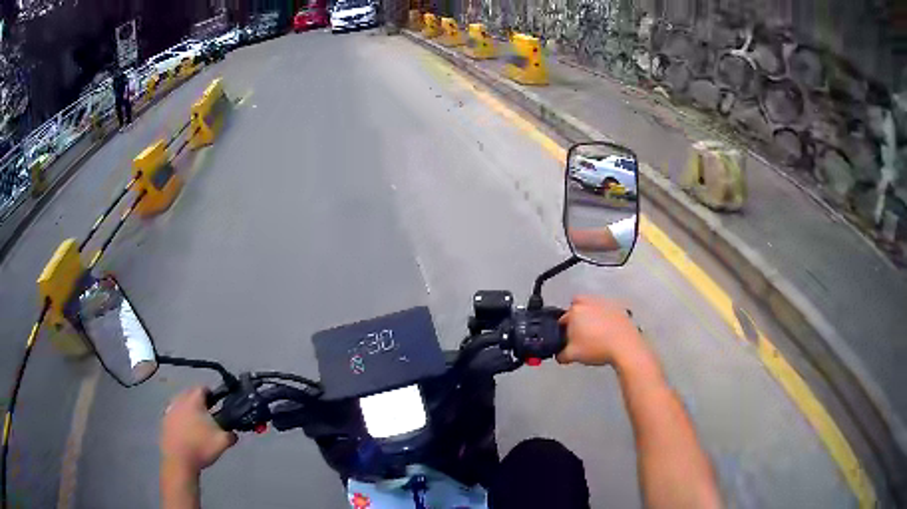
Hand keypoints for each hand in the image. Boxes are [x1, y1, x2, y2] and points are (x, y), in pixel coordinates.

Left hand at [161, 387, 236, 472]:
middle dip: (199, 401)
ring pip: (180, 403)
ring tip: (196, 422)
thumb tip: (233, 433)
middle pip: (190, 393)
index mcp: (194, 401)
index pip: (203, 388)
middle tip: (208, 413)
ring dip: (188, 409)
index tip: (218, 403)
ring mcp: (169, 410)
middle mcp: (179, 400)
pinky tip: (186, 431)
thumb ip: (230, 435)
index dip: (212, 394)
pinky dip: (180, 418)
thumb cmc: (201, 447)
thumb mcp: (222, 442)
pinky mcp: (164, 421)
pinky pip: (174, 414)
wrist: (179, 460)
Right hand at [557, 295, 649, 366]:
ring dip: (590, 315)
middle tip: (579, 332)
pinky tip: (607, 331)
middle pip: (576, 305)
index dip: (562, 332)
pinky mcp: (618, 308)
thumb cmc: (597, 347)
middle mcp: (588, 303)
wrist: (625, 346)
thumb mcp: (573, 356)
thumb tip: (560, 355)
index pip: (562, 320)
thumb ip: (561, 355)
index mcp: (575, 311)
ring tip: (594, 332)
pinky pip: (606, 310)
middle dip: (575, 316)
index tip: (567, 341)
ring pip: (592, 306)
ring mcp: (605, 303)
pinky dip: (604, 317)